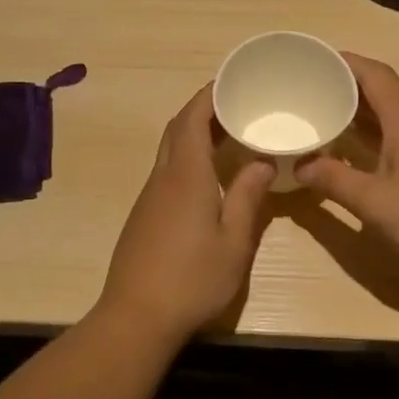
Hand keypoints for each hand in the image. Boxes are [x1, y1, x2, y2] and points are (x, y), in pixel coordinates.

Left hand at [94, 85, 275, 343]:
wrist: (136, 317)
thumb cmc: (192, 280)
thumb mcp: (234, 242)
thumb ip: (248, 197)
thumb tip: (262, 160)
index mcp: (186, 176)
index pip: (192, 119)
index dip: (209, 95)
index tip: (232, 81)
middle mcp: (162, 178)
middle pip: (177, 129)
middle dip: (203, 110)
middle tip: (236, 106)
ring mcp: (148, 198)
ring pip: (170, 151)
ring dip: (195, 135)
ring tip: (230, 136)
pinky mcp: (143, 217)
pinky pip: (167, 172)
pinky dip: (187, 159)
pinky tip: (209, 177)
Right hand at [296, 53, 398, 271]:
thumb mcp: (373, 201)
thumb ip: (333, 180)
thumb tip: (299, 166)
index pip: (373, 73)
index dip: (344, 61)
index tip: (313, 59)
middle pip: (381, 89)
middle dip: (345, 85)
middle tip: (309, 90)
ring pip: (391, 113)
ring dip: (359, 111)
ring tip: (325, 116)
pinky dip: (374, 133)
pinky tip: (356, 151)